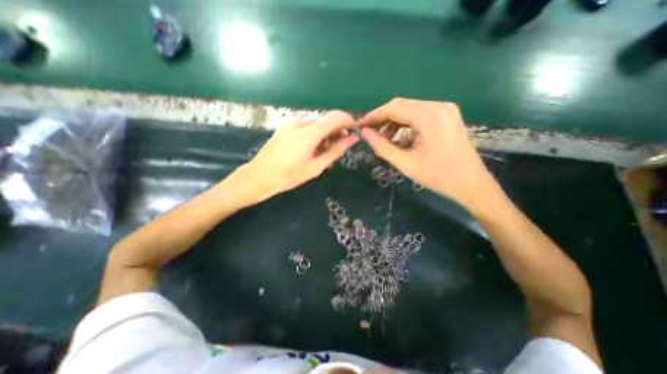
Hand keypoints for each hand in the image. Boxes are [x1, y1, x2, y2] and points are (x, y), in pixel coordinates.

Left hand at [236, 111, 360, 204]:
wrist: (259, 176)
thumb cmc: (289, 176)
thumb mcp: (316, 166)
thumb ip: (336, 151)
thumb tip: (352, 139)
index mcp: (308, 133)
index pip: (335, 117)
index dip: (347, 121)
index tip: (353, 132)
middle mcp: (299, 122)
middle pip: (326, 119)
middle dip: (336, 130)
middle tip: (338, 148)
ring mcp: (290, 123)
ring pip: (316, 123)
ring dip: (325, 134)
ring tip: (322, 152)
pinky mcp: (285, 126)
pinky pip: (306, 126)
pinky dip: (314, 134)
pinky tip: (310, 148)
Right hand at [360, 98, 499, 214]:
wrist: (470, 184)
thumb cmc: (438, 176)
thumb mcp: (405, 163)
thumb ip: (382, 147)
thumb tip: (364, 133)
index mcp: (430, 118)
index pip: (394, 108)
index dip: (374, 115)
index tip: (361, 125)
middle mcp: (439, 107)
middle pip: (402, 105)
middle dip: (383, 118)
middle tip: (369, 132)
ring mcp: (445, 110)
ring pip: (410, 109)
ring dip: (394, 121)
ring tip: (383, 138)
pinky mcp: (447, 115)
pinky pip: (420, 114)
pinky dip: (405, 123)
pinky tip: (399, 137)